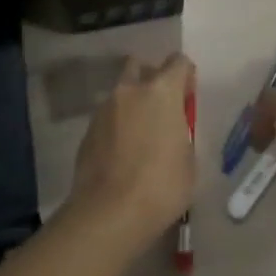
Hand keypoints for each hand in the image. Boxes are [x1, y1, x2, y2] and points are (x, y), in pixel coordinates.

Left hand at [66, 52, 196, 246]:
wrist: (109, 213)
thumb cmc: (161, 186)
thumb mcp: (188, 160)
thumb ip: (181, 133)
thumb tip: (171, 132)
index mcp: (161, 91)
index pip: (178, 62)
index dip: (186, 76)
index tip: (187, 98)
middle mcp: (130, 90)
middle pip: (140, 66)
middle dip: (151, 78)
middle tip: (160, 107)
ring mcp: (104, 108)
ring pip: (121, 92)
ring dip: (132, 104)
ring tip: (140, 136)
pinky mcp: (87, 130)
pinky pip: (107, 117)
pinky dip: (116, 126)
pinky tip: (122, 154)